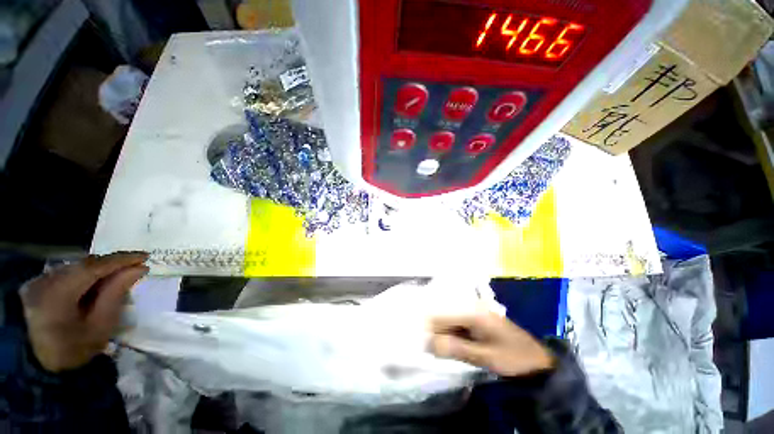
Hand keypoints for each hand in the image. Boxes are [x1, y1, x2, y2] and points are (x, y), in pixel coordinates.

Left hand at [20, 252, 148, 372]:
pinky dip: (88, 274)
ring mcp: (39, 281)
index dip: (121, 260)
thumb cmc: (74, 349)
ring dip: (101, 269)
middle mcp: (46, 281)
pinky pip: (69, 272)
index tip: (146, 257)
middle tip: (136, 266)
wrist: (40, 364)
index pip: (94, 267)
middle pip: (85, 265)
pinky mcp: (38, 283)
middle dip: (112, 264)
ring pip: (77, 267)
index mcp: (58, 294)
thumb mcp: (100, 326)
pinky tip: (98, 282)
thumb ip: (116, 294)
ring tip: (120, 275)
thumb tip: (138, 269)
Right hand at [428, 312, 554, 376]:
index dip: (429, 329)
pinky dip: (452, 336)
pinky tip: (453, 347)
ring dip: (444, 336)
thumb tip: (428, 343)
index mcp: (472, 311)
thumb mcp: (485, 356)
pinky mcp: (477, 321)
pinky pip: (458, 326)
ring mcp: (475, 312)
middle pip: (444, 316)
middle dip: (435, 332)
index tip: (422, 345)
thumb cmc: (513, 358)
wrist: (538, 362)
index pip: (441, 315)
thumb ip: (456, 348)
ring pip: (450, 321)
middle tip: (431, 351)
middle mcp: (471, 306)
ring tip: (441, 351)